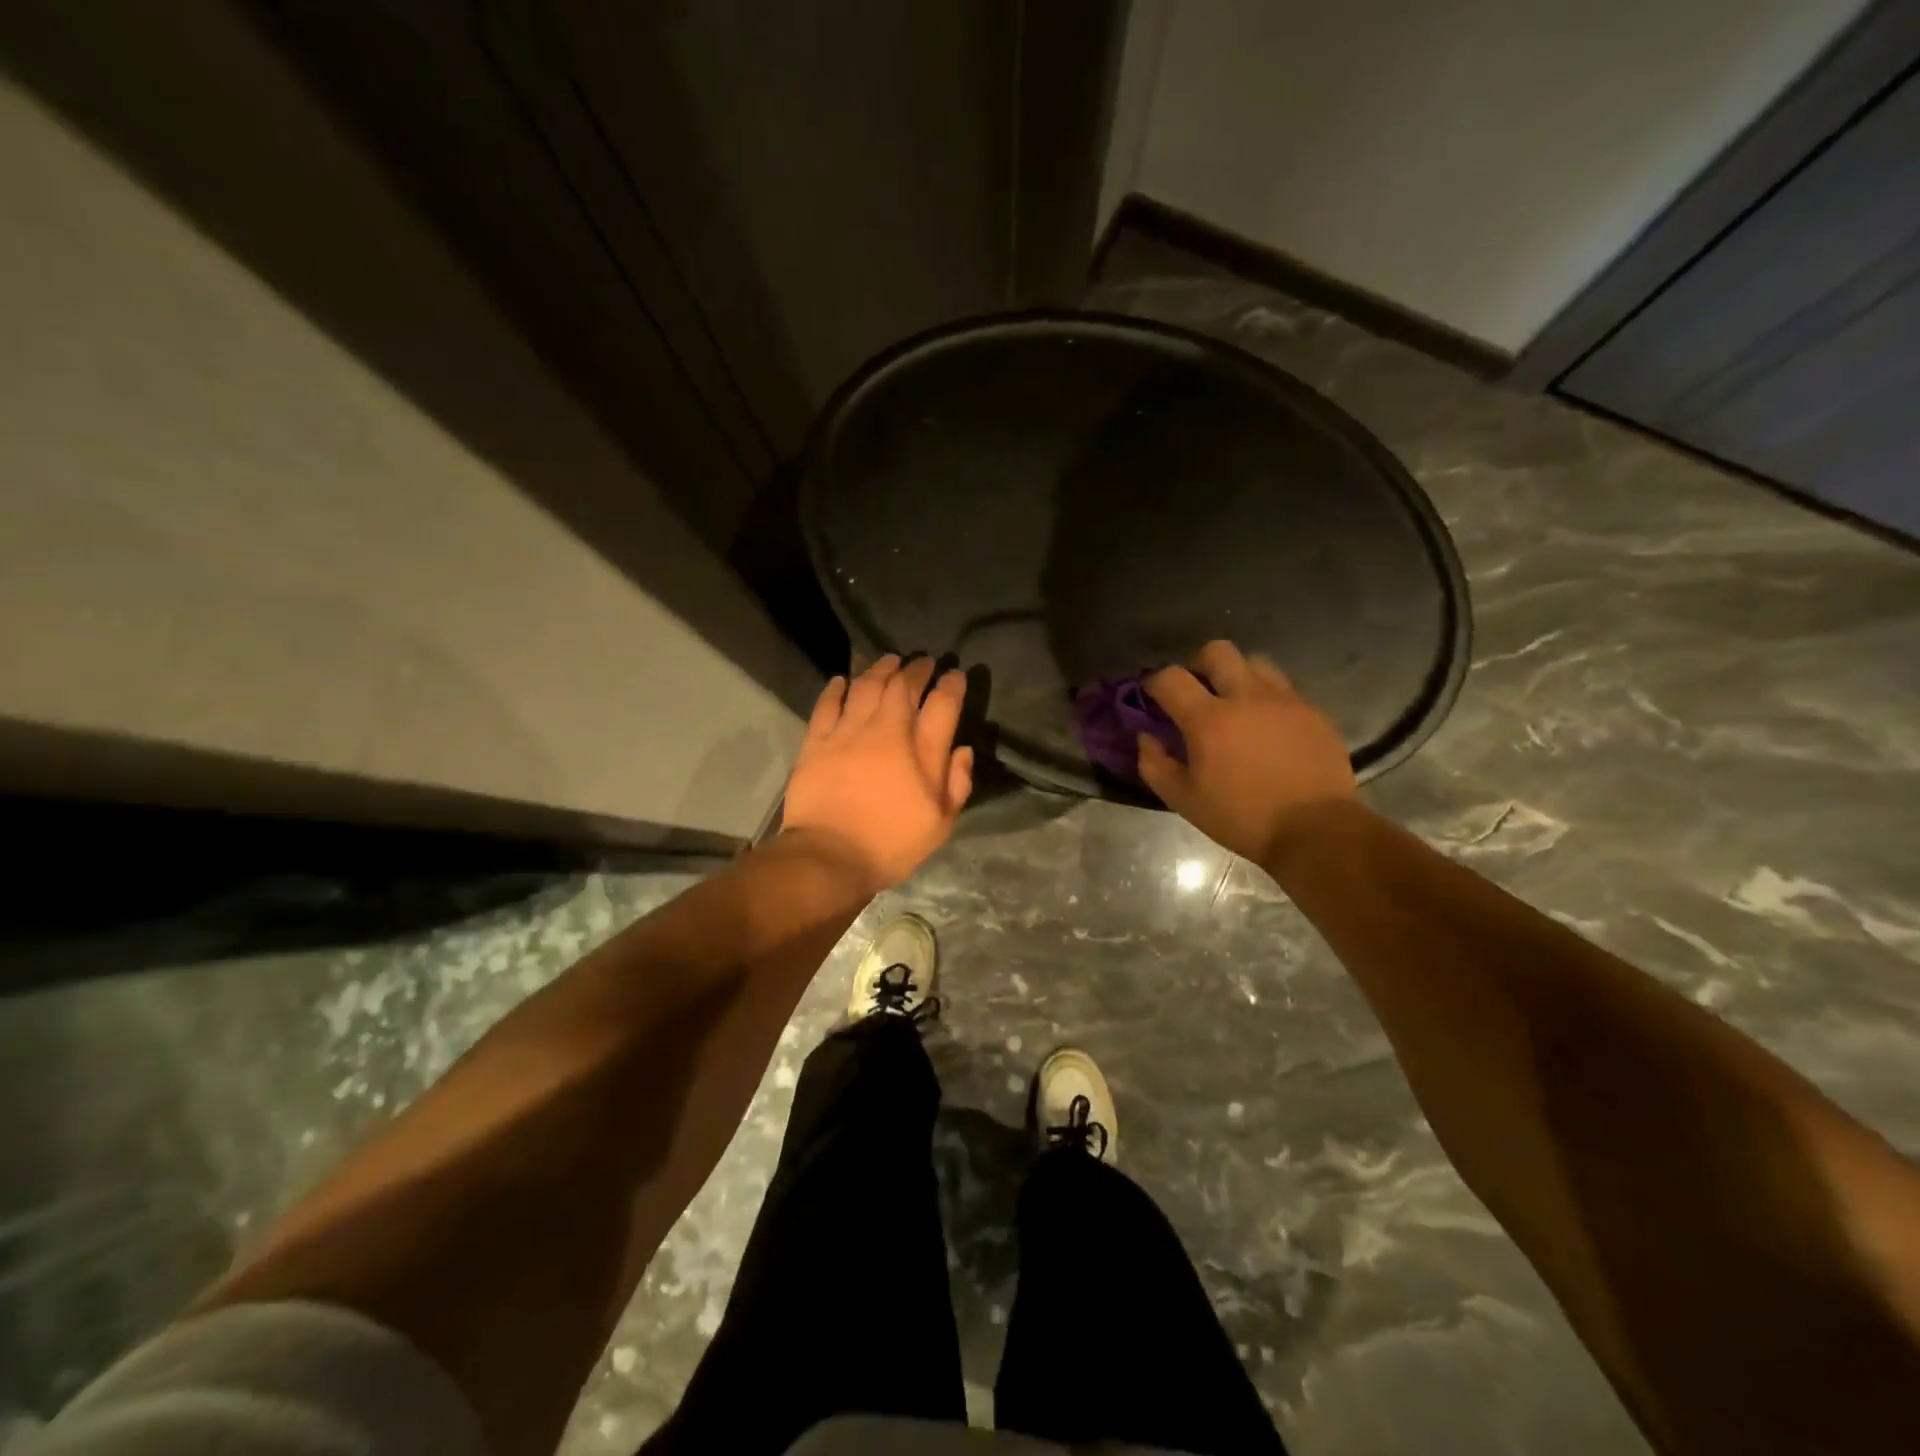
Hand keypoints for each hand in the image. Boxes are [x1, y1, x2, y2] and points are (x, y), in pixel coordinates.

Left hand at [781, 655, 974, 891]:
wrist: (829, 857)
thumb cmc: (891, 845)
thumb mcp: (940, 824)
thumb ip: (957, 783)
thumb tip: (963, 750)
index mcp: (921, 752)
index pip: (943, 704)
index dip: (952, 684)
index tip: (955, 675)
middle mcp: (886, 731)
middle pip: (903, 686)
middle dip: (917, 668)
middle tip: (923, 661)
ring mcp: (848, 732)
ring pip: (866, 686)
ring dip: (880, 669)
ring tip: (889, 661)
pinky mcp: (817, 741)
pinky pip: (827, 704)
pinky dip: (836, 689)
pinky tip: (842, 681)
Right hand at [1138, 640, 1357, 866]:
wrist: (1315, 830)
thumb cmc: (1242, 818)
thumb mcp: (1184, 800)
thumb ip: (1155, 764)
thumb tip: (1146, 738)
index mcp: (1209, 719)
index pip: (1171, 677)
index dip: (1155, 682)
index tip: (1153, 696)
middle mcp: (1246, 697)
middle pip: (1217, 651)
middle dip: (1198, 665)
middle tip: (1196, 691)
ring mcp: (1284, 700)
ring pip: (1254, 663)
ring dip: (1236, 676)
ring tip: (1235, 704)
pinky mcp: (1312, 711)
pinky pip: (1283, 688)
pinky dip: (1266, 697)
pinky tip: (1265, 726)